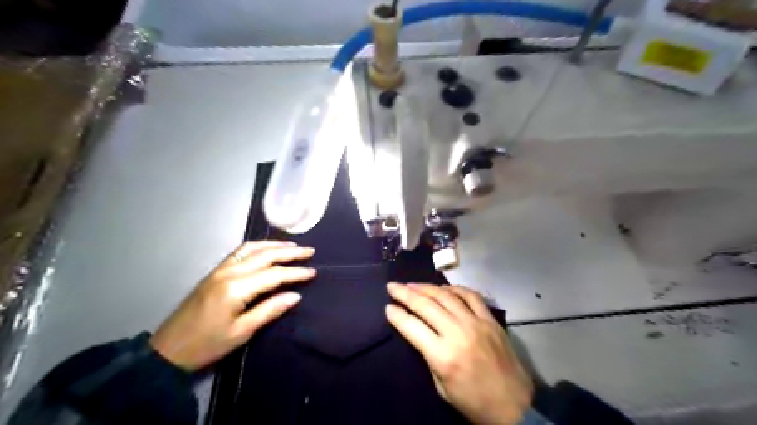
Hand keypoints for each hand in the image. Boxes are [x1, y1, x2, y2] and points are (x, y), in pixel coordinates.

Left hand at [150, 242, 314, 370]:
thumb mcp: (242, 332)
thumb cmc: (207, 345)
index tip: (313, 272)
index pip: (274, 274)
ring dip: (273, 245)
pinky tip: (266, 249)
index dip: (295, 272)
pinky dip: (257, 247)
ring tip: (292, 246)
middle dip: (289, 253)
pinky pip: (239, 252)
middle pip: (265, 255)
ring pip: (251, 249)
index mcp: (236, 288)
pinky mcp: (214, 272)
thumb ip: (270, 310)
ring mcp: (220, 270)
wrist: (167, 351)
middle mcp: (229, 272)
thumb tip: (296, 295)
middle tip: (309, 251)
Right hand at [388, 282, 534, 424]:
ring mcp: (476, 323)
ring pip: (446, 295)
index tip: (388, 307)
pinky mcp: (490, 320)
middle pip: (426, 305)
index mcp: (443, 355)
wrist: (515, 407)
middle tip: (392, 285)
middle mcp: (457, 333)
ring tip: (412, 284)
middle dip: (405, 293)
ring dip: (426, 287)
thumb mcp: (441, 387)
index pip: (412, 327)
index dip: (396, 315)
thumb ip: (429, 356)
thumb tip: (419, 332)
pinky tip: (443, 288)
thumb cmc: (473, 402)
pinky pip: (471, 295)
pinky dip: (455, 288)